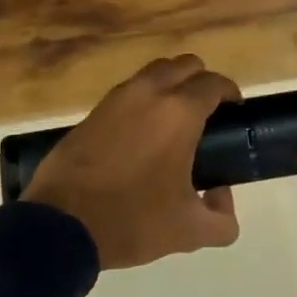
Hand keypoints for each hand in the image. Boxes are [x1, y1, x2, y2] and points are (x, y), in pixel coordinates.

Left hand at [22, 54, 242, 268]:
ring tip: (175, 119)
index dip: (231, 93)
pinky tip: (143, 131)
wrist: (61, 223)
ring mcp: (119, 97)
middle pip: (186, 65)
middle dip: (202, 82)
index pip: (214, 83)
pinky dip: (145, 98)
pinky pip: (131, 89)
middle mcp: (151, 92)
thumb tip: (222, 197)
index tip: (236, 112)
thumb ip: (222, 218)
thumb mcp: (188, 231)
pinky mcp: (95, 109)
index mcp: (179, 112)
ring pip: (156, 71)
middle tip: (208, 114)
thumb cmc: (132, 220)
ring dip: (172, 84)